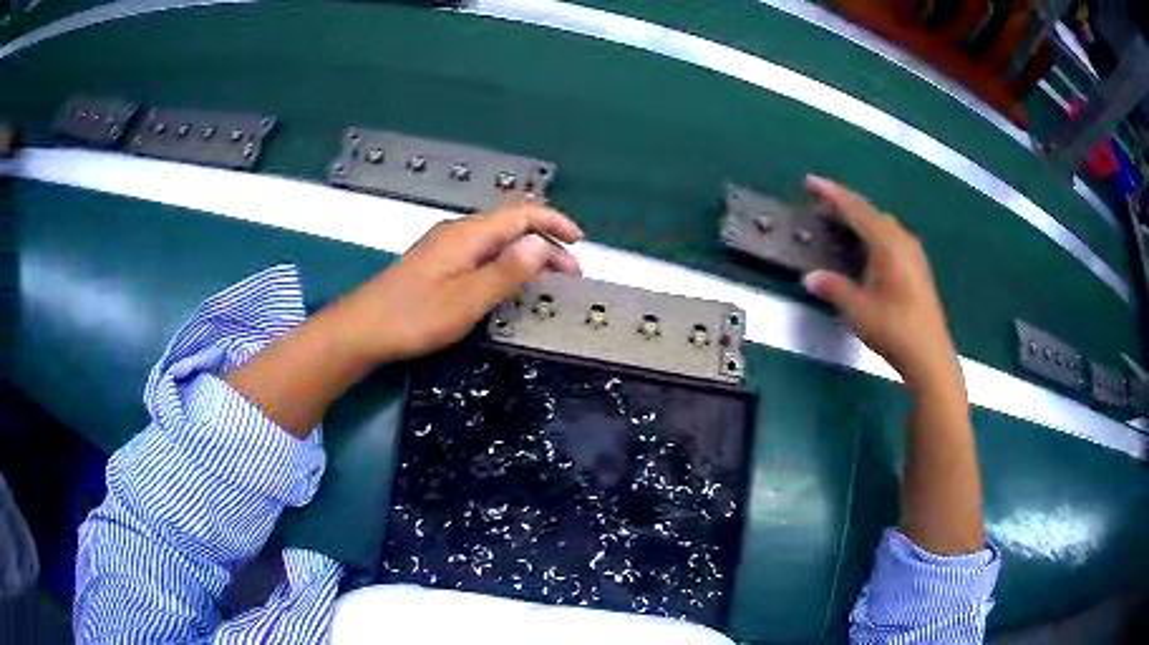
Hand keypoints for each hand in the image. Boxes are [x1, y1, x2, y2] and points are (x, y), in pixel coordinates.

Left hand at [335, 204, 583, 362]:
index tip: (580, 243)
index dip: (554, 222)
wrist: (362, 329)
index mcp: (467, 234)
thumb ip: (506, 272)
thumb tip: (542, 246)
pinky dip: (506, 261)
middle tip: (570, 273)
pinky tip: (509, 282)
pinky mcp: (437, 263)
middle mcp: (458, 232)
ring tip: (548, 278)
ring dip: (527, 253)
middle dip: (546, 241)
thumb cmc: (413, 317)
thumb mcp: (466, 300)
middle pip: (511, 224)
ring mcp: (445, 246)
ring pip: (497, 239)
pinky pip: (482, 251)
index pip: (521, 213)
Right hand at [800, 176, 961, 391]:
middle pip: (871, 212)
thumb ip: (834, 288)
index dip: (832, 194)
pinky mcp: (918, 268)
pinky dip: (875, 232)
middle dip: (845, 204)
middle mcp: (902, 241)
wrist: (930, 356)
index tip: (811, 181)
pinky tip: (869, 247)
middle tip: (822, 204)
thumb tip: (811, 277)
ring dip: (861, 218)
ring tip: (842, 223)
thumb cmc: (894, 330)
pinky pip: (892, 237)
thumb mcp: (858, 310)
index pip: (855, 210)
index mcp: (887, 244)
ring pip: (884, 224)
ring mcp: (914, 254)